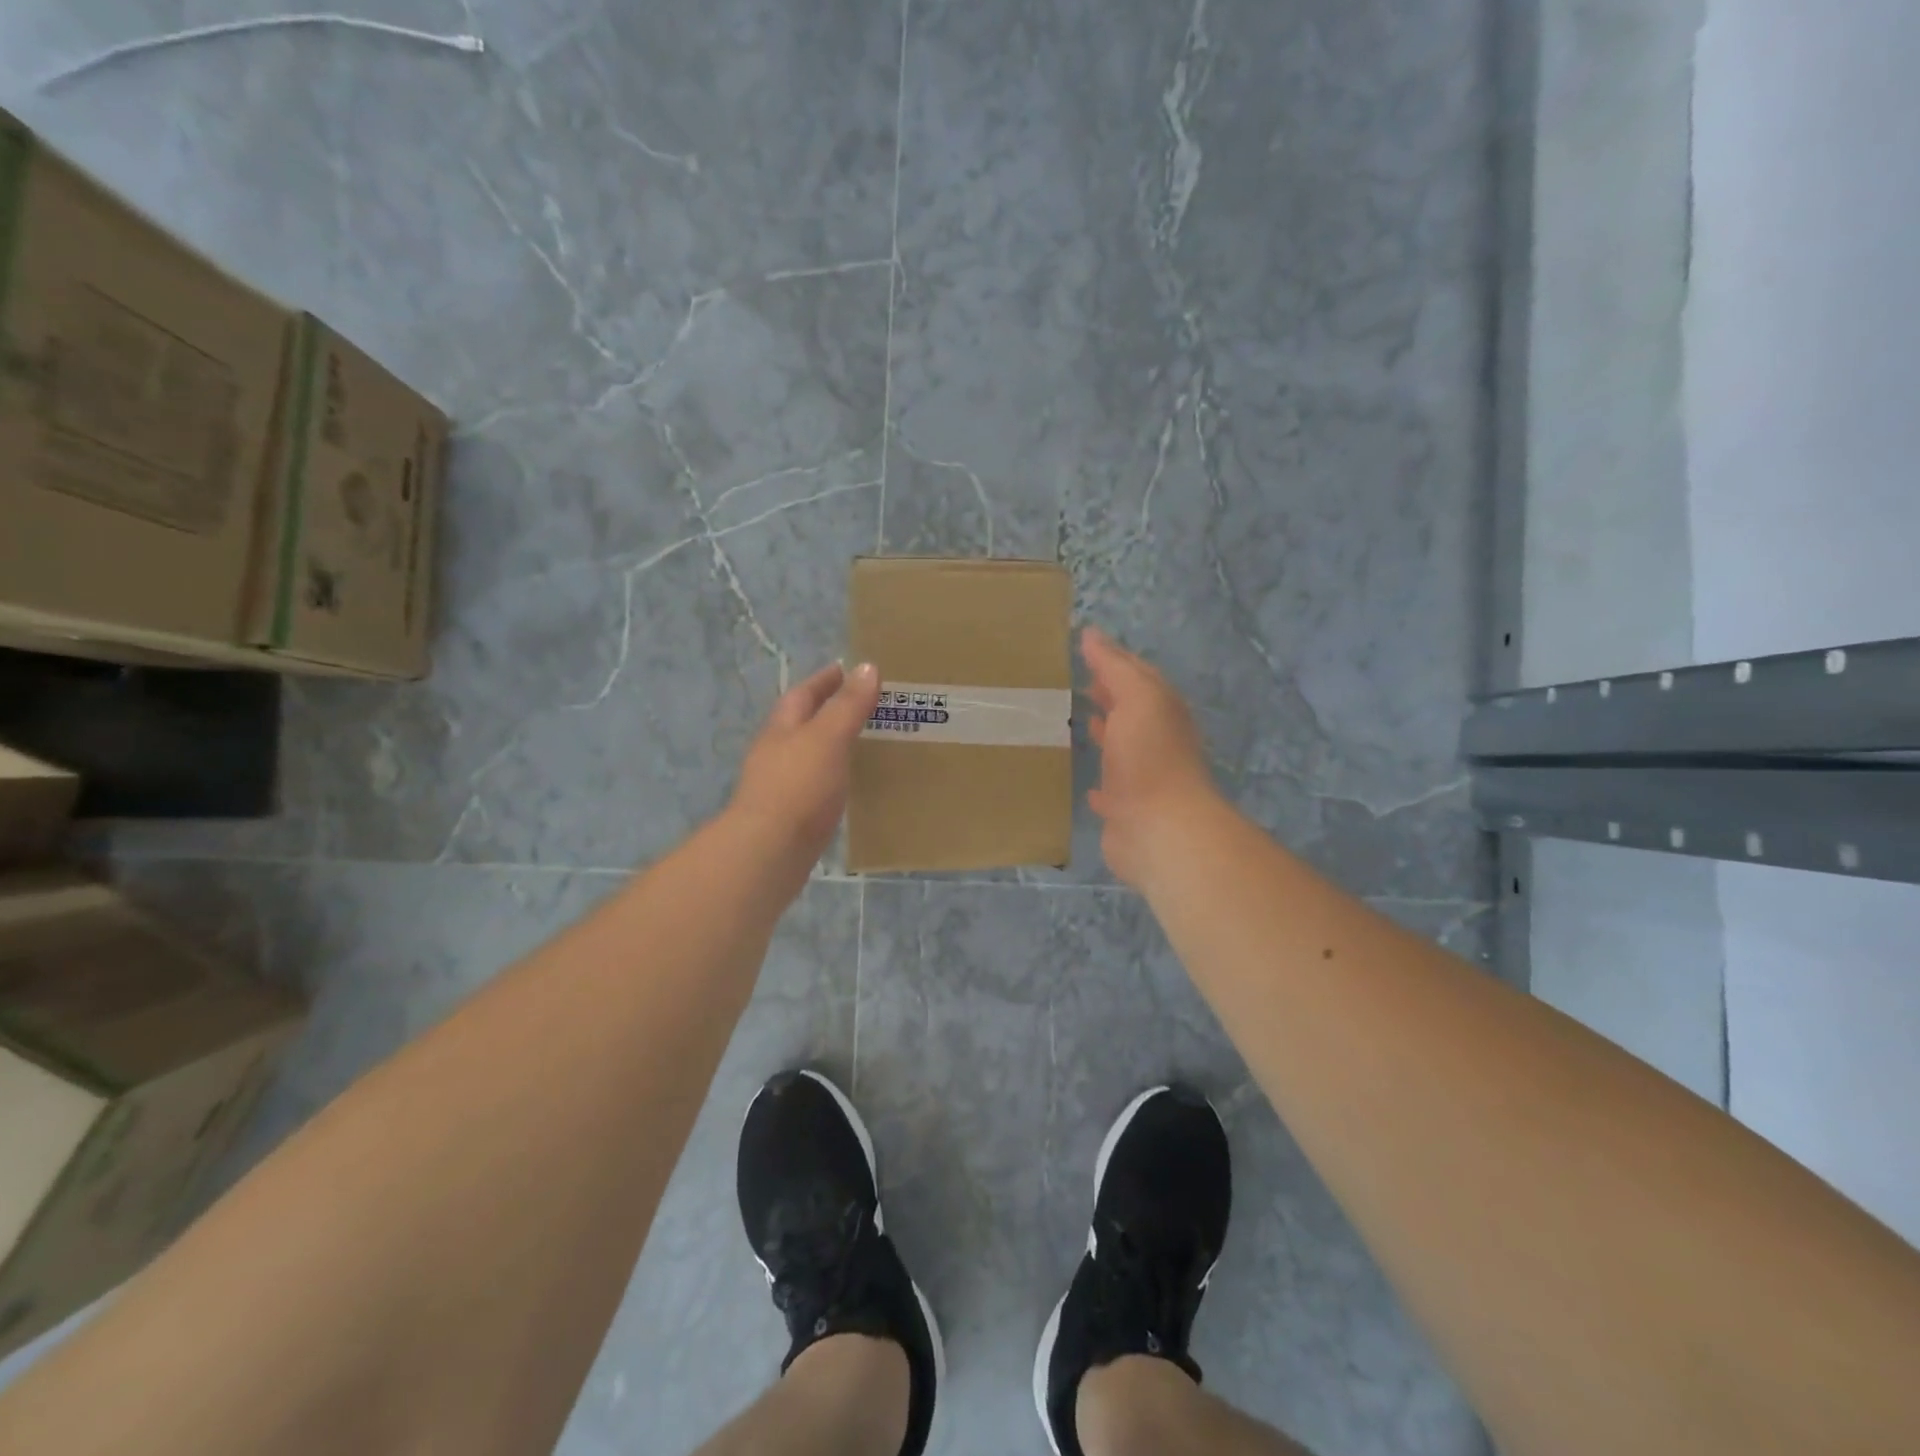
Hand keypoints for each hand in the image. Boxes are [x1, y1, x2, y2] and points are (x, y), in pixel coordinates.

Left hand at [729, 661, 880, 867]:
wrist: (768, 852)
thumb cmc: (798, 787)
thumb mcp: (828, 738)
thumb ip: (847, 705)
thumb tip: (866, 667)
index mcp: (782, 728)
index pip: (803, 694)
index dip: (825, 680)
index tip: (848, 669)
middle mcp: (776, 752)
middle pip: (801, 723)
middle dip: (827, 710)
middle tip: (862, 705)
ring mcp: (780, 785)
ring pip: (808, 755)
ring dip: (830, 745)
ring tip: (862, 743)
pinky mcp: (789, 815)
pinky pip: (814, 785)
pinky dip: (831, 776)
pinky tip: (848, 785)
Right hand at [1081, 627, 1219, 889]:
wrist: (1159, 828)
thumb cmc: (1148, 756)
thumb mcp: (1137, 697)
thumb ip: (1115, 666)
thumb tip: (1091, 634)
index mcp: (1161, 710)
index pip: (1137, 675)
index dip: (1113, 659)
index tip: (1082, 647)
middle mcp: (1155, 741)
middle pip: (1130, 711)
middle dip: (1107, 695)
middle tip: (1073, 683)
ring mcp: (1141, 777)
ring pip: (1120, 749)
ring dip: (1103, 734)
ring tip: (1073, 722)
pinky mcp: (1125, 810)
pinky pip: (1109, 790)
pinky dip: (1099, 782)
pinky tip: (1085, 784)